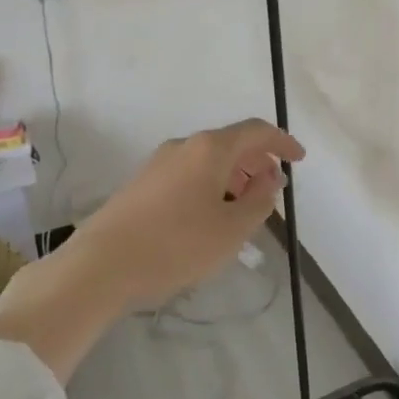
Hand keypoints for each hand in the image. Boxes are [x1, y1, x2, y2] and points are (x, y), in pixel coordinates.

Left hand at [0, 119, 303, 378]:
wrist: (99, 266)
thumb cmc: (175, 245)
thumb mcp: (231, 230)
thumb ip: (259, 201)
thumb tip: (270, 178)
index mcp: (210, 148)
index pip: (256, 132)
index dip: (282, 143)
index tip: (299, 159)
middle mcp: (184, 146)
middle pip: (231, 143)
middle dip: (257, 163)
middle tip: (272, 190)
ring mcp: (158, 163)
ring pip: (208, 160)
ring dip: (233, 177)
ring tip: (243, 209)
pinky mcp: (141, 184)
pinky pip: (188, 174)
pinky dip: (210, 185)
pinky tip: (209, 218)